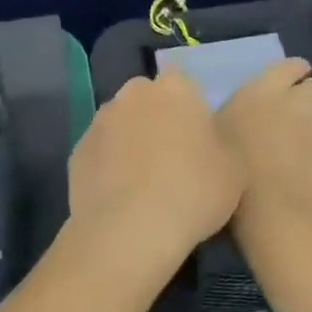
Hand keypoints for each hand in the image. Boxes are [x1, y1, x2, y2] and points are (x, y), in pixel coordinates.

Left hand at [68, 69, 242, 279]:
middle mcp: (132, 95)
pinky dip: (107, 166)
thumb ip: (219, 142)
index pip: (182, 82)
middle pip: (146, 99)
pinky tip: (119, 196)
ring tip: (143, 182)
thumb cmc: (193, 192)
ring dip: (129, 141)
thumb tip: (205, 139)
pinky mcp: (77, 151)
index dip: (188, 107)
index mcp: (174, 89)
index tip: (196, 135)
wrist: (129, 229)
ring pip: (119, 124)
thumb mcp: (234, 170)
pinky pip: (99, 152)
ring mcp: (99, 121)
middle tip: (171, 156)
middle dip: (155, 118)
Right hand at [215, 58, 311, 233]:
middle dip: (308, 97)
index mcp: (263, 91)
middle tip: (291, 114)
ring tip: (302, 143)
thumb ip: (230, 116)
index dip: (292, 71)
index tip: (287, 80)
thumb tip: (234, 113)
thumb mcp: (213, 134)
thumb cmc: (230, 168)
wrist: (269, 213)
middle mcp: (296, 105)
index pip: (290, 65)